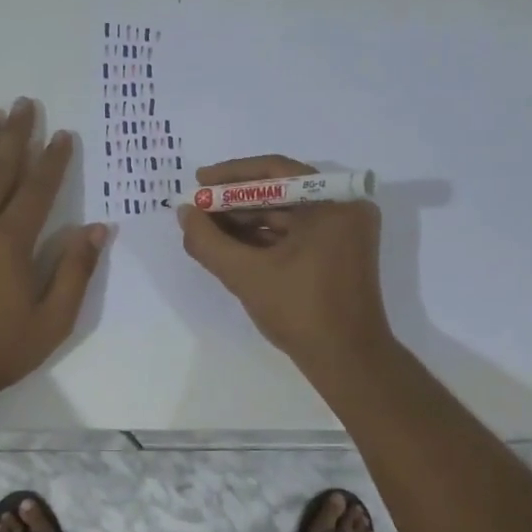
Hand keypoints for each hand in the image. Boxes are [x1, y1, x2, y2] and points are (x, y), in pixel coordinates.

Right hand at [176, 154, 393, 372]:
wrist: (347, 360)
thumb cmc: (301, 311)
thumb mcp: (246, 274)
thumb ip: (208, 241)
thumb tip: (184, 213)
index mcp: (333, 202)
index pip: (275, 171)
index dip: (231, 176)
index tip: (198, 182)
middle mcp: (344, 208)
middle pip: (280, 192)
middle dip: (235, 202)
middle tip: (198, 209)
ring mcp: (343, 233)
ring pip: (286, 215)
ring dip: (246, 222)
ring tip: (206, 230)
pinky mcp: (338, 254)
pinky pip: (295, 235)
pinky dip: (264, 239)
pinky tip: (230, 246)